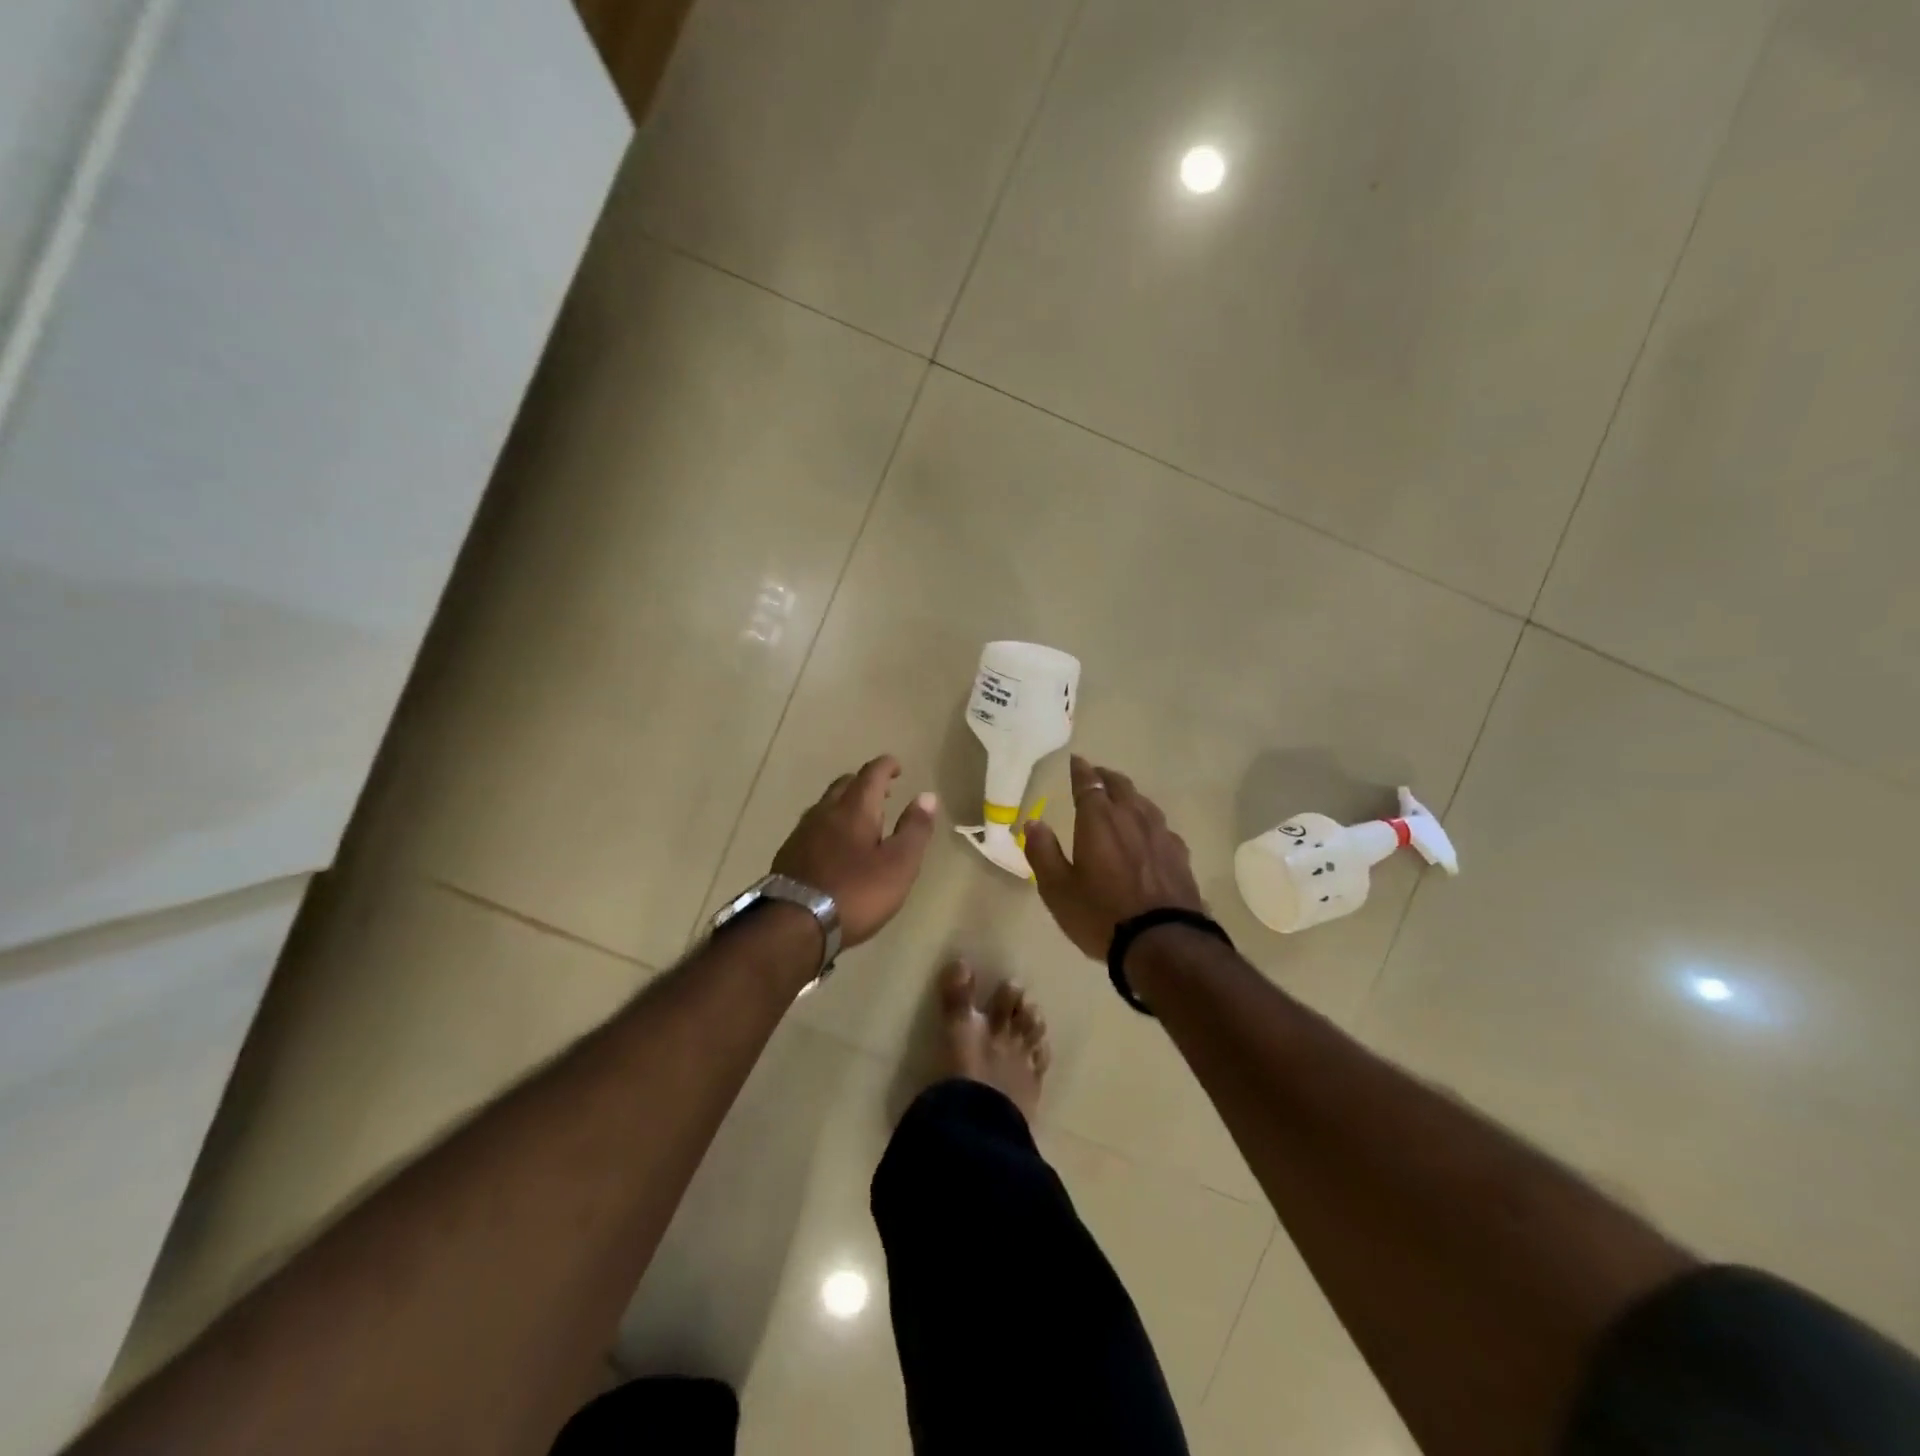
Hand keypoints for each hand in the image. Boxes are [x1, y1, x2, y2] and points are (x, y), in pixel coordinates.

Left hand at [772, 755, 936, 947]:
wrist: (795, 924)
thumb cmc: (856, 892)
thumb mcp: (899, 864)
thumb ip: (915, 829)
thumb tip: (927, 796)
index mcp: (855, 809)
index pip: (872, 774)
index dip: (886, 766)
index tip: (897, 767)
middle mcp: (825, 812)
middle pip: (844, 785)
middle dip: (864, 784)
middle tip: (883, 794)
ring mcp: (802, 833)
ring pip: (825, 806)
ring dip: (844, 805)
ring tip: (860, 820)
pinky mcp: (788, 855)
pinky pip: (812, 828)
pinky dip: (829, 827)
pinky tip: (833, 847)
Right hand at [1024, 755, 1205, 958]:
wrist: (1164, 943)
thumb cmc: (1101, 915)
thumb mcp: (1058, 890)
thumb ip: (1043, 852)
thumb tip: (1033, 822)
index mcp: (1099, 820)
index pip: (1088, 784)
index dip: (1081, 770)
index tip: (1076, 761)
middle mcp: (1131, 817)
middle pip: (1120, 786)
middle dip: (1105, 777)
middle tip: (1096, 776)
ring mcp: (1160, 834)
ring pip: (1143, 802)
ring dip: (1129, 796)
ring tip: (1121, 800)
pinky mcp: (1179, 854)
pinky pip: (1160, 826)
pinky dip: (1147, 820)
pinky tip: (1148, 833)